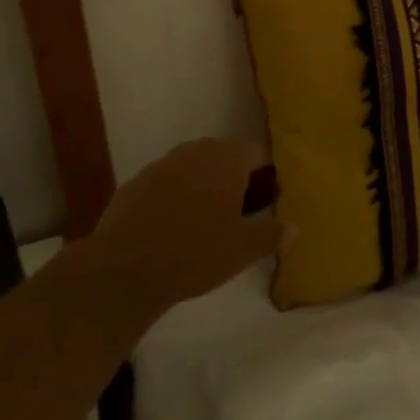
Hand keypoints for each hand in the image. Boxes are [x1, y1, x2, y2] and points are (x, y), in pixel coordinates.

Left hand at [86, 140, 283, 312]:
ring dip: (202, 185)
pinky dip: (173, 197)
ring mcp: (161, 164)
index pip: (254, 153)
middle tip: (238, 212)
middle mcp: (195, 152)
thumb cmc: (196, 253)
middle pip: (223, 156)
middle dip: (233, 178)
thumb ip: (271, 234)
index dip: (263, 176)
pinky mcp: (134, 183)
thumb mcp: (243, 250)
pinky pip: (165, 183)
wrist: (125, 268)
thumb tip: (294, 226)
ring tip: (204, 221)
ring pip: (192, 167)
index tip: (265, 202)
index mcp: (227, 159)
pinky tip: (170, 228)